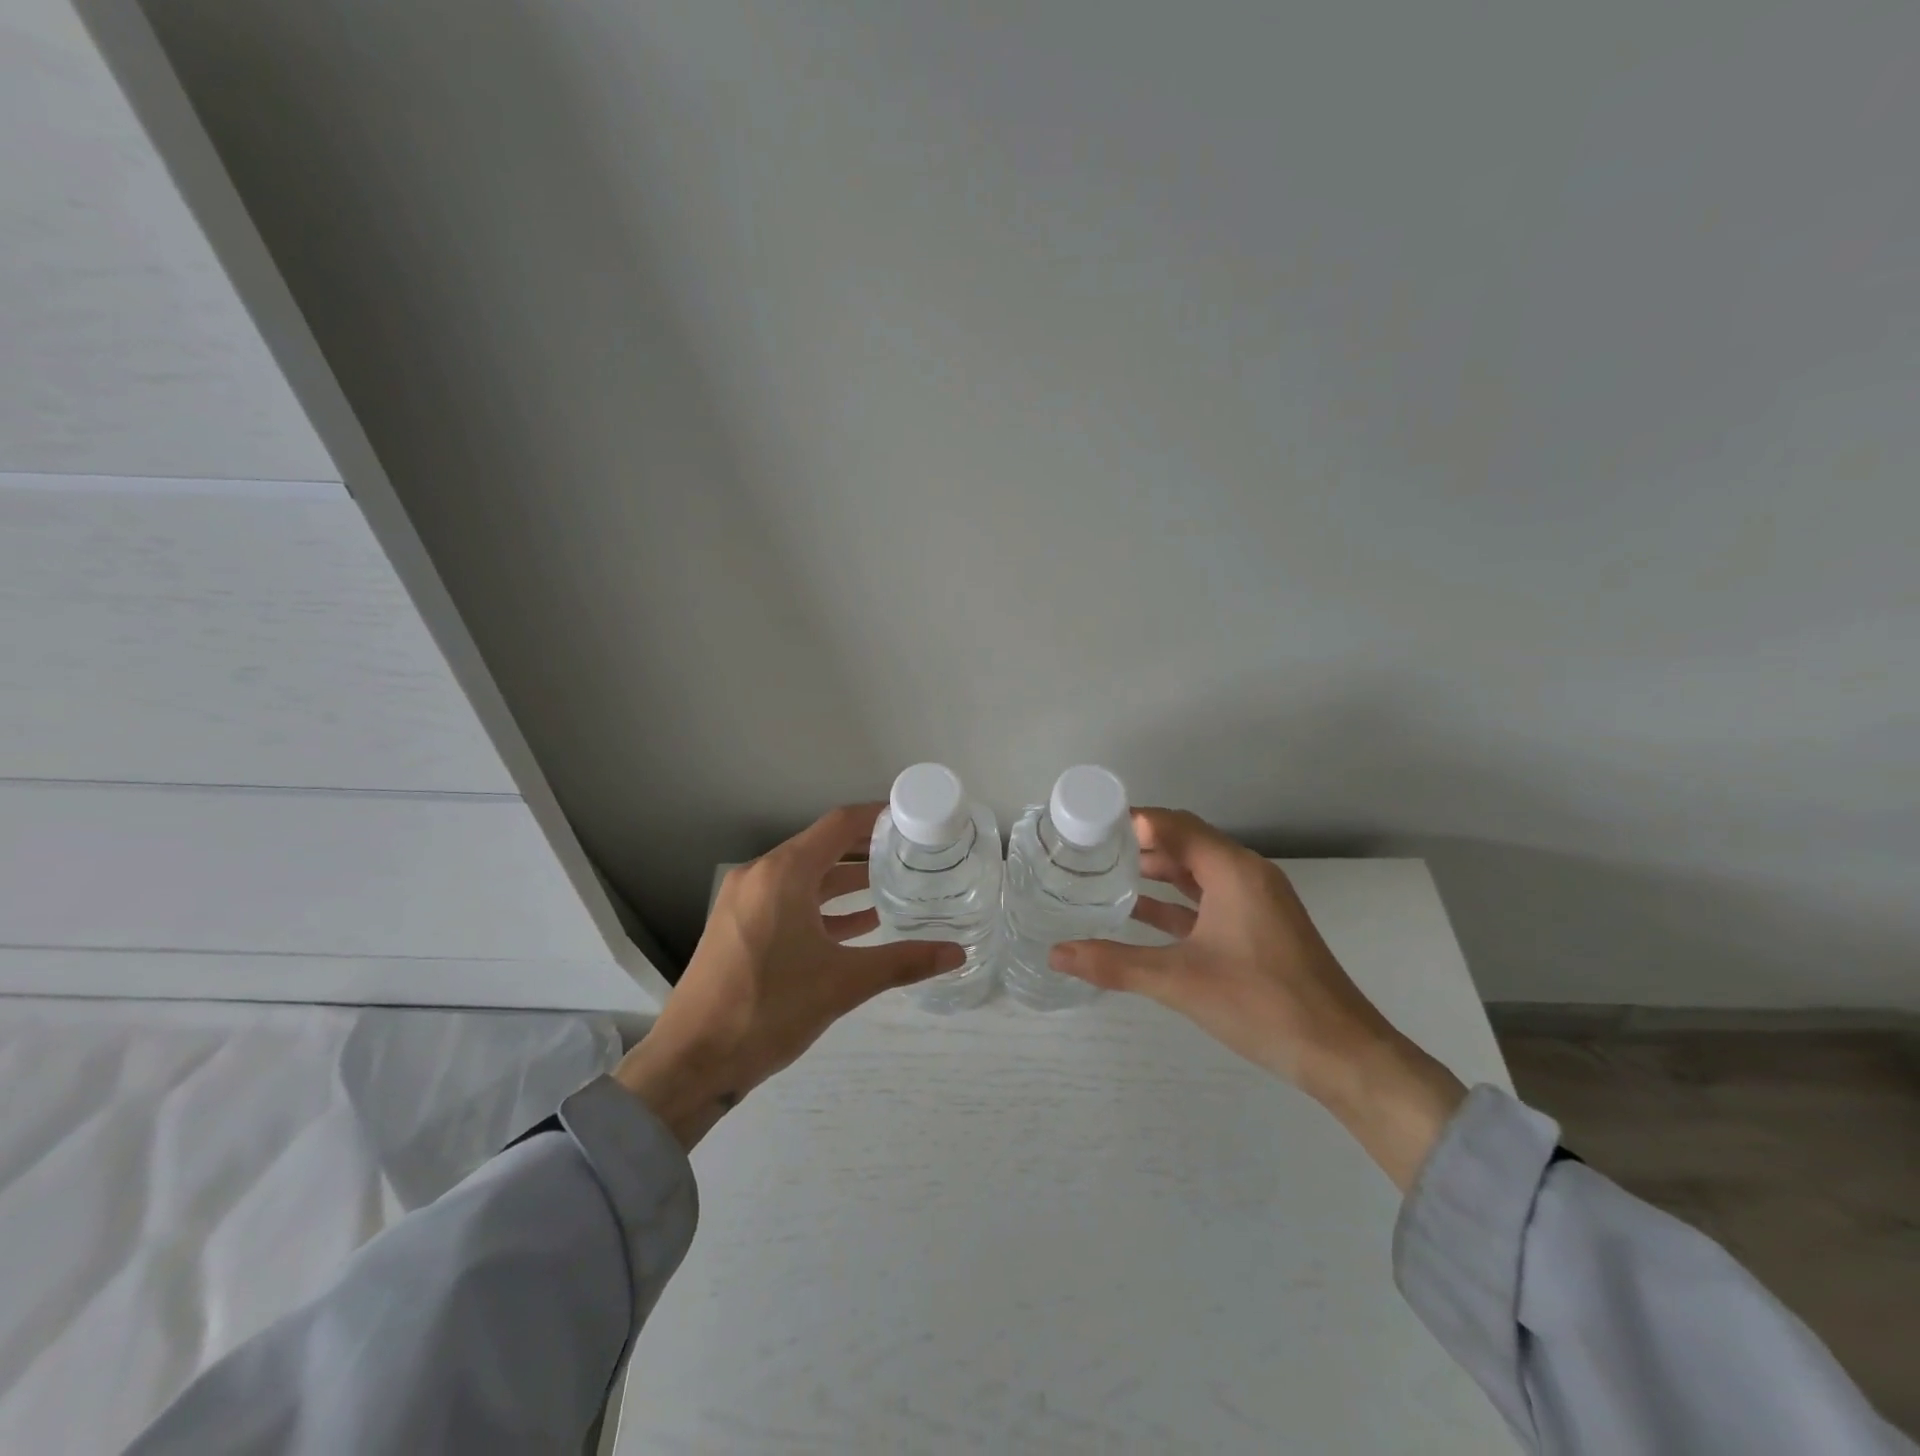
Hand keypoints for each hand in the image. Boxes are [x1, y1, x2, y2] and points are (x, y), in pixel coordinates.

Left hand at [615, 804, 963, 1149]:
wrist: (692, 1063)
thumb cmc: (769, 1009)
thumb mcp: (842, 984)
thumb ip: (903, 962)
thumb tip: (957, 953)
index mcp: (783, 873)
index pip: (839, 825)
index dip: (878, 817)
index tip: (913, 819)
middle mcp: (761, 876)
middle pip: (823, 847)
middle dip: (867, 850)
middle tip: (913, 855)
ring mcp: (745, 902)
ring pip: (806, 877)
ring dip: (846, 881)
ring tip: (894, 886)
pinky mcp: (739, 928)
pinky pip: (789, 902)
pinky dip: (823, 907)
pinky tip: (859, 924)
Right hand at [1049, 809, 1466, 1189]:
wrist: (1342, 1054)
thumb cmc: (1263, 1004)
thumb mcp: (1180, 982)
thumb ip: (1115, 964)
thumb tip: (1056, 953)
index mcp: (1233, 871)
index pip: (1173, 824)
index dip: (1129, 819)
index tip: (1086, 824)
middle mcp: (1246, 875)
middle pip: (1183, 842)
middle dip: (1136, 843)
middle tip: (1087, 849)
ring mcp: (1255, 902)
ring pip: (1195, 872)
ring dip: (1154, 871)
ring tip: (1103, 874)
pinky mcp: (1257, 928)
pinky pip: (1207, 900)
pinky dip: (1173, 901)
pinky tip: (1137, 913)